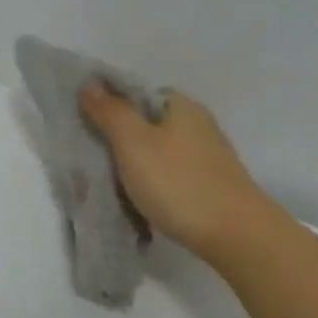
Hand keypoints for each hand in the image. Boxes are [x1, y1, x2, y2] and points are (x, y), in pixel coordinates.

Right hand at [78, 83, 271, 260]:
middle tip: (89, 154)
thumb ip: (110, 111)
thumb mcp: (134, 143)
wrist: (235, 235)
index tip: (82, 123)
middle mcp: (197, 123)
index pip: (135, 91)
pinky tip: (138, 196)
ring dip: (133, 160)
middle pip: (145, 121)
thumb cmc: (179, 183)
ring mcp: (206, 154)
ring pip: (157, 148)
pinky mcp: (209, 183)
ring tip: (108, 179)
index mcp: (180, 105)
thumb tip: (89, 82)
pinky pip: (168, 172)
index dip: (107, 102)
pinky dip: (150, 179)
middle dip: (117, 135)